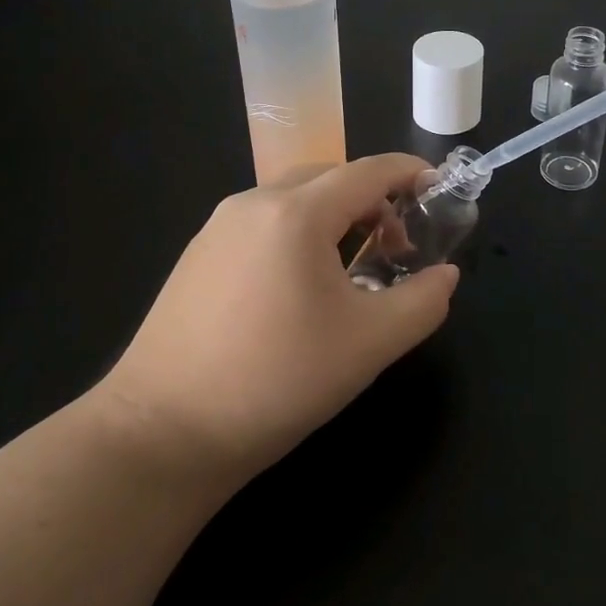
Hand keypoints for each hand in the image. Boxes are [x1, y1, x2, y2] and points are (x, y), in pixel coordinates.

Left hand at [92, 155, 457, 484]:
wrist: (160, 434)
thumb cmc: (276, 381)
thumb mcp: (368, 345)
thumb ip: (422, 302)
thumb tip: (445, 276)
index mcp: (296, 213)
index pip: (368, 171)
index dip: (410, 173)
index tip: (438, 190)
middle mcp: (254, 203)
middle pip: (331, 178)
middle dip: (375, 201)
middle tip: (400, 249)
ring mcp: (218, 227)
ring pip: (295, 200)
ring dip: (337, 218)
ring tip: (355, 271)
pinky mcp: (198, 254)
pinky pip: (264, 223)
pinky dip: (300, 234)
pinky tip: (301, 288)